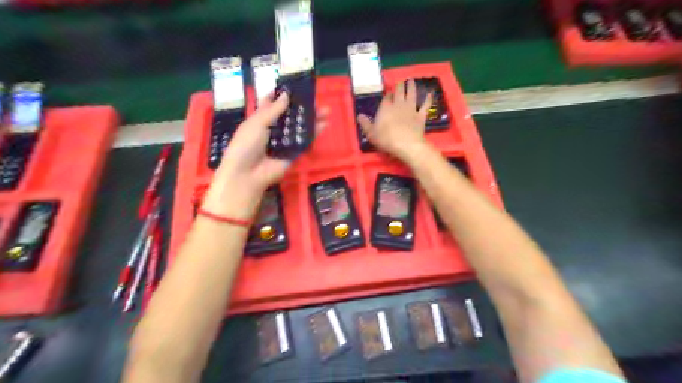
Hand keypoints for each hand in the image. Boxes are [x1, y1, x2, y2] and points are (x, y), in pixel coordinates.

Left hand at [203, 91, 329, 219]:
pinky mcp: (293, 153)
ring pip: (299, 127)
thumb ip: (273, 110)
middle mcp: (273, 128)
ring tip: (326, 110)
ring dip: (311, 118)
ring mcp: (284, 141)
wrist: (248, 173)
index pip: (271, 103)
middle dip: (302, 106)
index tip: (294, 85)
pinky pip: (304, 142)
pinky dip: (313, 134)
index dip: (280, 94)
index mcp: (260, 119)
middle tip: (315, 98)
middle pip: (289, 115)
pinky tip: (323, 124)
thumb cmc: (246, 144)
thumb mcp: (257, 122)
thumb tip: (286, 95)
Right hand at [359, 80, 433, 162]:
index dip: (388, 94)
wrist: (406, 144)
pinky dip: (428, 99)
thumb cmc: (386, 139)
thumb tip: (360, 115)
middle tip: (401, 82)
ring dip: (412, 87)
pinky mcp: (421, 115)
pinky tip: (430, 94)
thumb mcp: (371, 133)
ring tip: (411, 81)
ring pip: (412, 94)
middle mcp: (399, 104)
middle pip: (399, 92)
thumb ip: (365, 123)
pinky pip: (425, 105)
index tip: (388, 93)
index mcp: (386, 108)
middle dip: (400, 86)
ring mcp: (411, 109)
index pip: (387, 97)